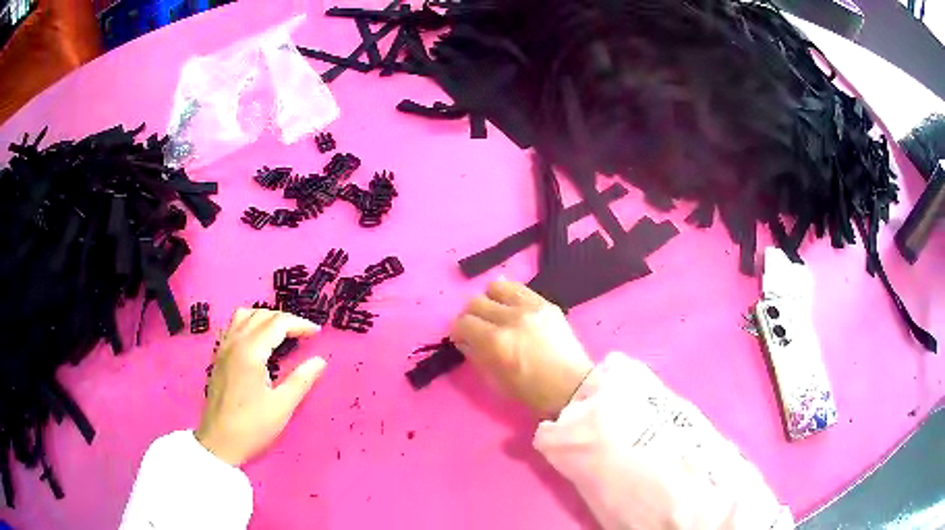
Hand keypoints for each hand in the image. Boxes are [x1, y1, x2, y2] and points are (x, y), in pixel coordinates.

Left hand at [196, 308, 325, 465]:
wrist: (219, 442)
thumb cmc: (252, 426)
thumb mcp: (282, 406)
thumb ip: (301, 380)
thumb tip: (320, 361)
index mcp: (250, 351)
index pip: (277, 323)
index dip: (299, 324)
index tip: (317, 333)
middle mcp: (234, 342)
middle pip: (261, 315)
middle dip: (285, 319)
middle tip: (303, 333)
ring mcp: (223, 348)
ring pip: (244, 316)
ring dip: (265, 318)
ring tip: (281, 332)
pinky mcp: (218, 357)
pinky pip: (233, 326)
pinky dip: (249, 324)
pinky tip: (258, 342)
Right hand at [450, 280, 592, 417]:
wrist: (573, 386)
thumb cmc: (532, 391)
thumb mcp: (496, 381)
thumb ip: (476, 355)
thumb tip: (465, 340)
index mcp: (496, 341)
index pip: (463, 323)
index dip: (457, 331)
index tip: (462, 338)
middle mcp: (511, 318)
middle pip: (476, 302)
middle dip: (470, 316)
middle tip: (477, 328)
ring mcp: (531, 307)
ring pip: (496, 287)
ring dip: (489, 300)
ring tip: (496, 314)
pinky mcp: (546, 303)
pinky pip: (518, 288)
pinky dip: (509, 296)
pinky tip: (513, 309)